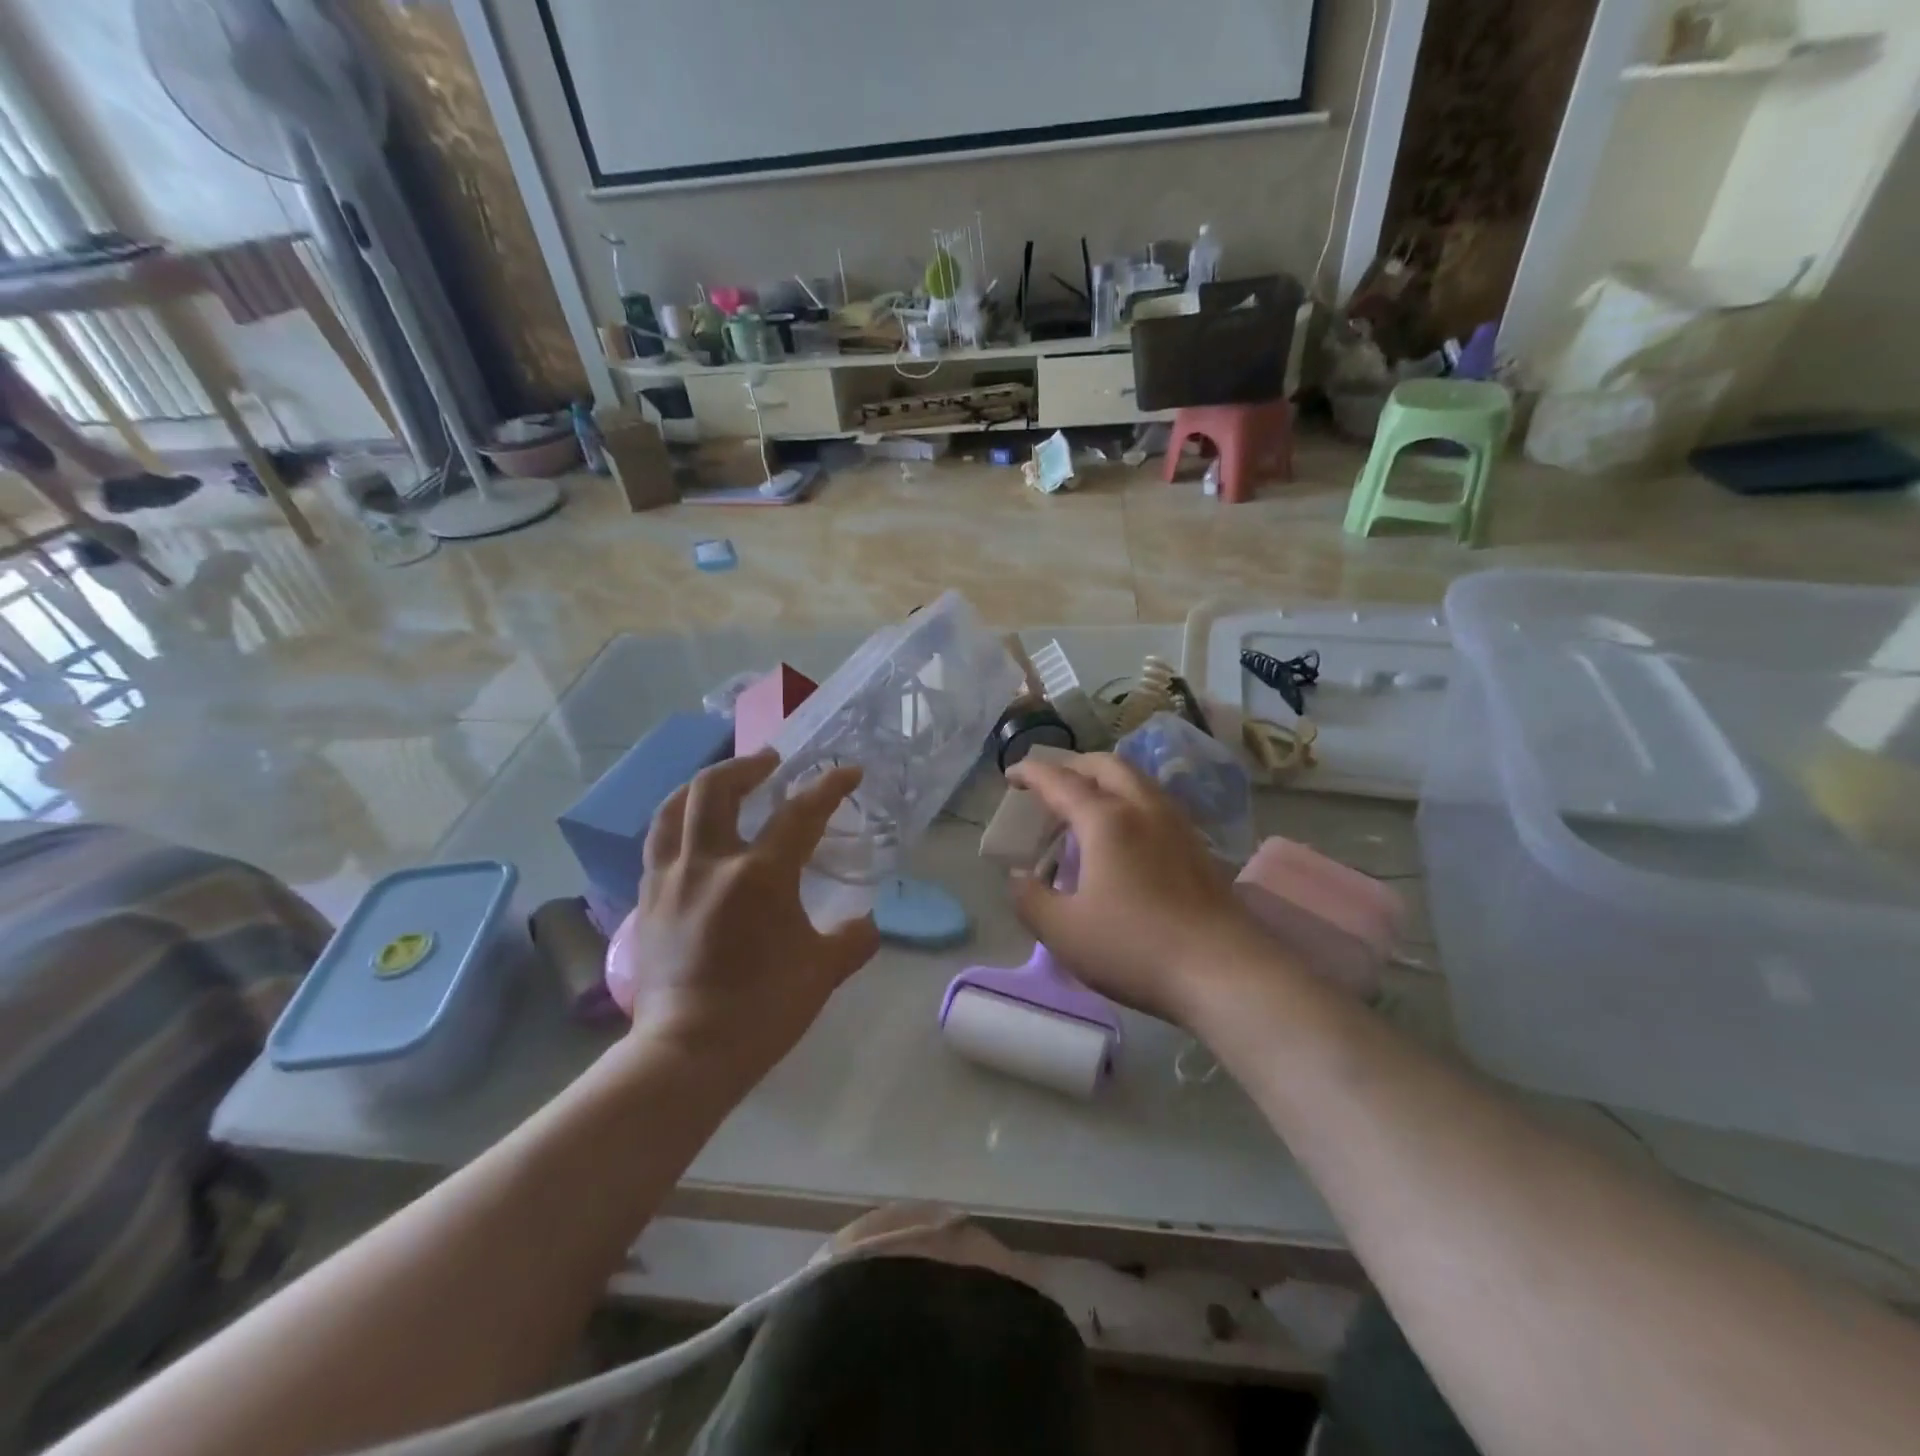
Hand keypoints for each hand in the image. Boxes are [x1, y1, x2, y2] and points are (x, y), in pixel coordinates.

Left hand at [606, 751, 880, 1078]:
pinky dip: (678, 822)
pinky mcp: (647, 898)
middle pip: (716, 788)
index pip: (800, 813)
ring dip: (702, 785)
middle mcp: (710, 862)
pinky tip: (693, 832)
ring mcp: (671, 878)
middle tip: (770, 762)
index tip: (848, 772)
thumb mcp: (823, 972)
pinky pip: (658, 841)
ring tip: (724, 784)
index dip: (828, 786)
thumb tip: (867, 924)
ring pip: (674, 807)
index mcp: (760, 875)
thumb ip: (853, 939)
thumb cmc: (763, 1009)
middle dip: (746, 765)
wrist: (688, 1052)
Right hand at [1006, 753, 1277, 1027]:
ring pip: (1137, 780)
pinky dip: (1129, 800)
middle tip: (1050, 783)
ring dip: (1105, 779)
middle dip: (1073, 766)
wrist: (1223, 970)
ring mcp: (1177, 825)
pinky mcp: (1198, 847)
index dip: (1032, 773)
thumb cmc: (1134, 947)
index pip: (1060, 781)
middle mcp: (1143, 809)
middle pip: (1106, 765)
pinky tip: (1126, 832)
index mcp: (1106, 820)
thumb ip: (1031, 899)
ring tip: (1087, 803)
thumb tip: (1019, 876)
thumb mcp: (1063, 931)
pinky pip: (1155, 803)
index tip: (1010, 775)